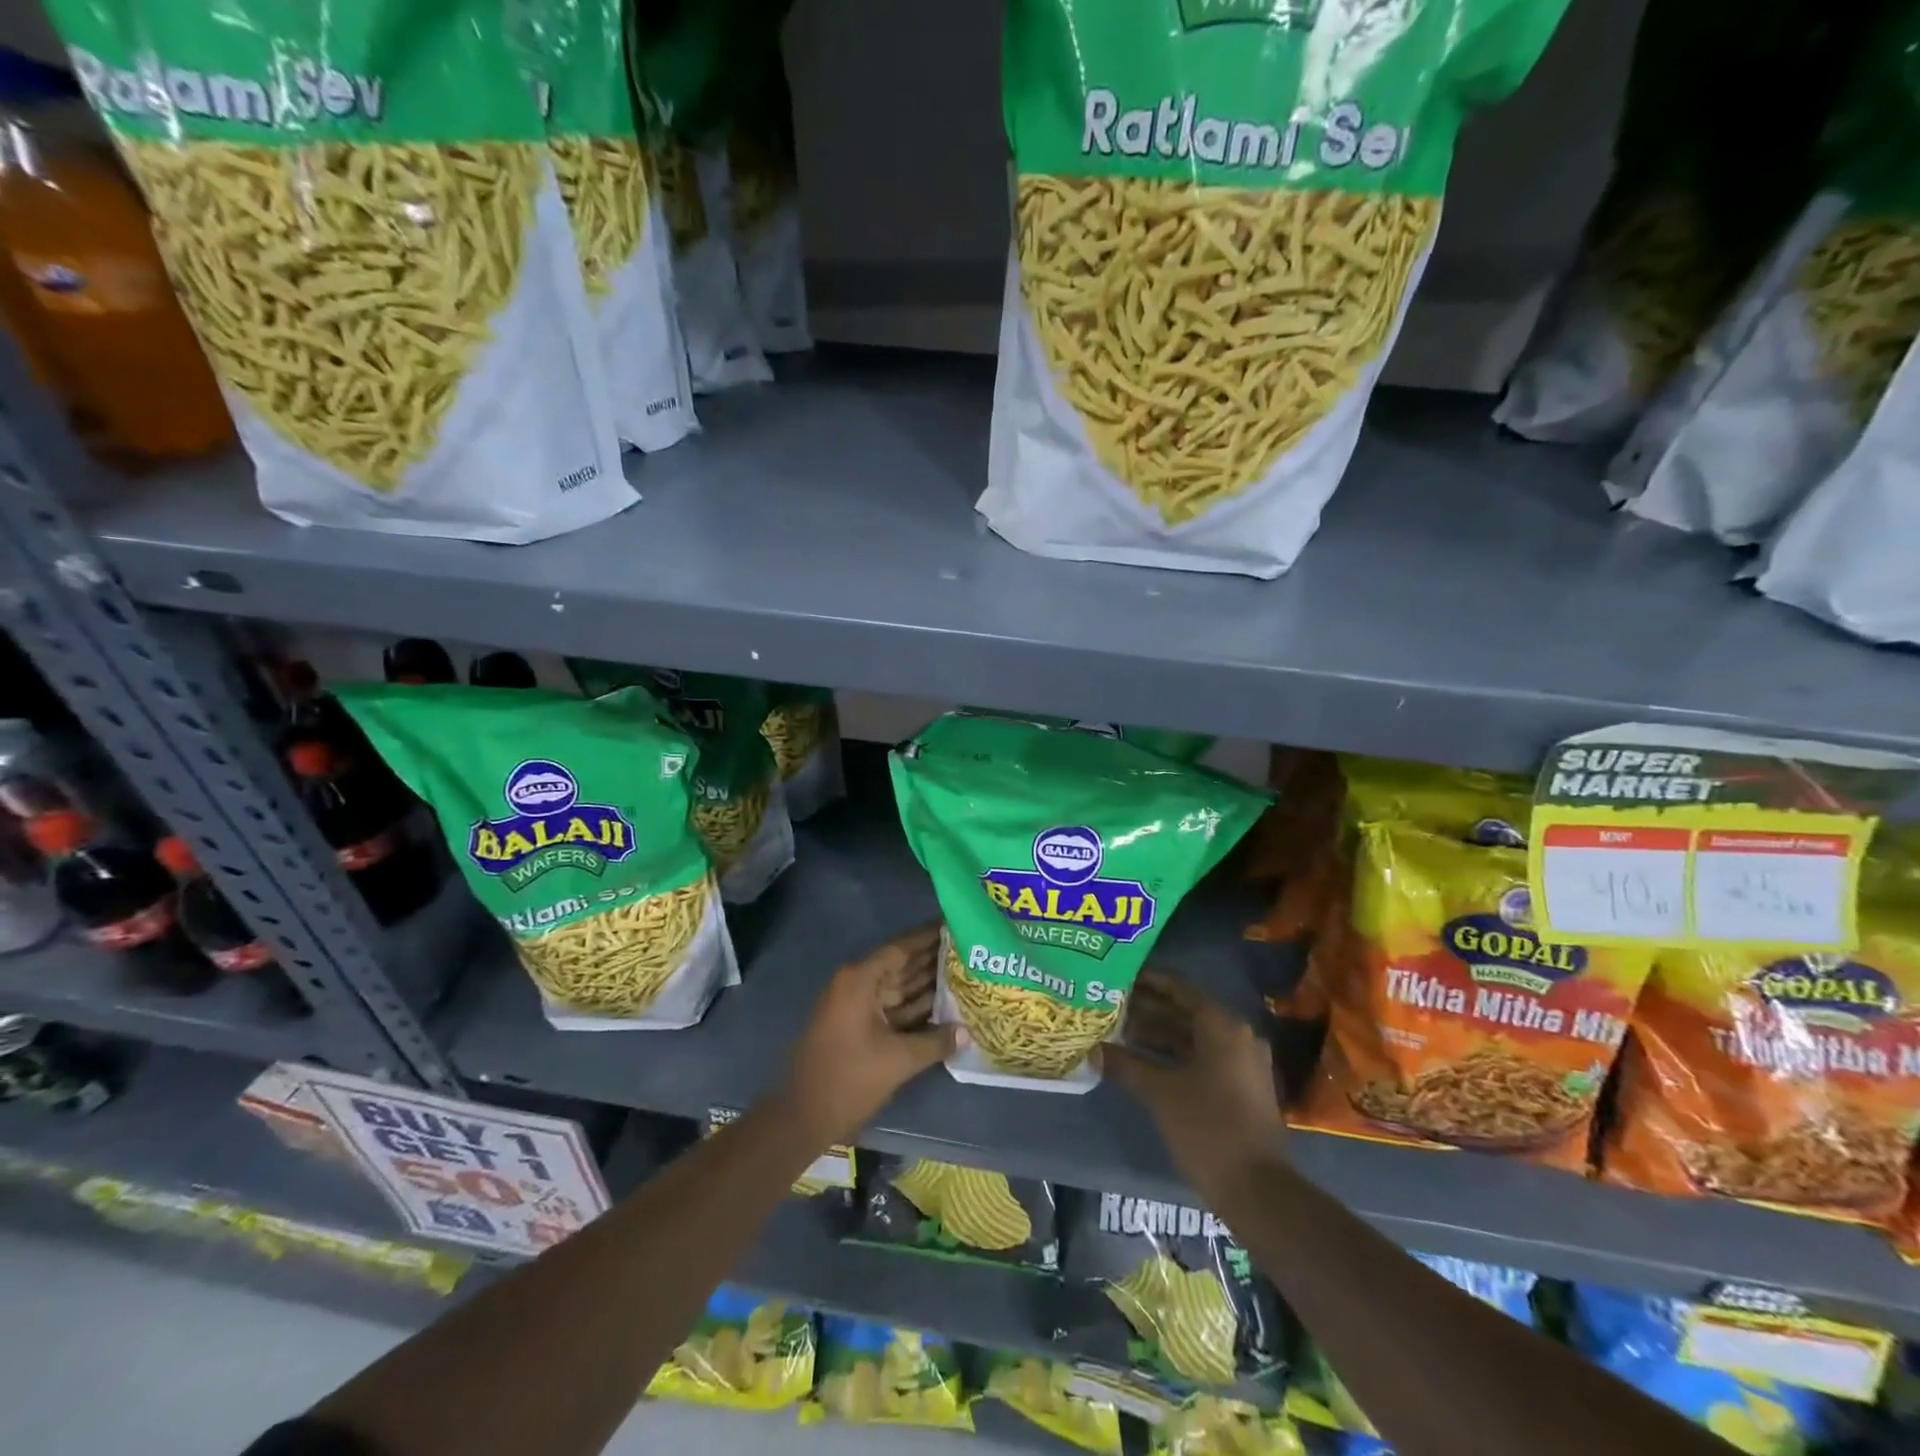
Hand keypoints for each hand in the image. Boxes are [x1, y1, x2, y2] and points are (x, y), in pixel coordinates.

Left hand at [778, 923, 961, 1143]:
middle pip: (901, 964)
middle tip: (969, 948)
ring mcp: (856, 1005)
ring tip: (964, 971)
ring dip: (927, 982)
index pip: (901, 947)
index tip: (955, 924)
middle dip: (933, 958)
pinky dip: (915, 1006)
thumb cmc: (849, 1079)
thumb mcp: (898, 1060)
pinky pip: (892, 1007)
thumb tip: (967, 1032)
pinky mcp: (858, 1026)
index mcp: (860, 980)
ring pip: (898, 987)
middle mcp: (857, 984)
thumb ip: (935, 1041)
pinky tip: (944, 1006)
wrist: (803, 1116)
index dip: (928, 936)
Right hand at [1096, 971, 1285, 1197]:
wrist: (1258, 1190)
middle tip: (1112, 1006)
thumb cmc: (1208, 1128)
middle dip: (1148, 1010)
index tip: (1119, 978)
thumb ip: (1126, 1064)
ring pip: (1193, 1037)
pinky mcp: (1241, 1087)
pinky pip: (1202, 1057)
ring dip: (1159, 1034)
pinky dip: (1174, 1055)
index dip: (1148, 982)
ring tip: (1119, 1033)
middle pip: (1186, 1013)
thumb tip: (1094, 1050)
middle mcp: (1236, 1036)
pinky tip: (1143, 1062)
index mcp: (1222, 1027)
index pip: (1179, 990)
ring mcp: (1242, 1063)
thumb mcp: (1160, 1092)